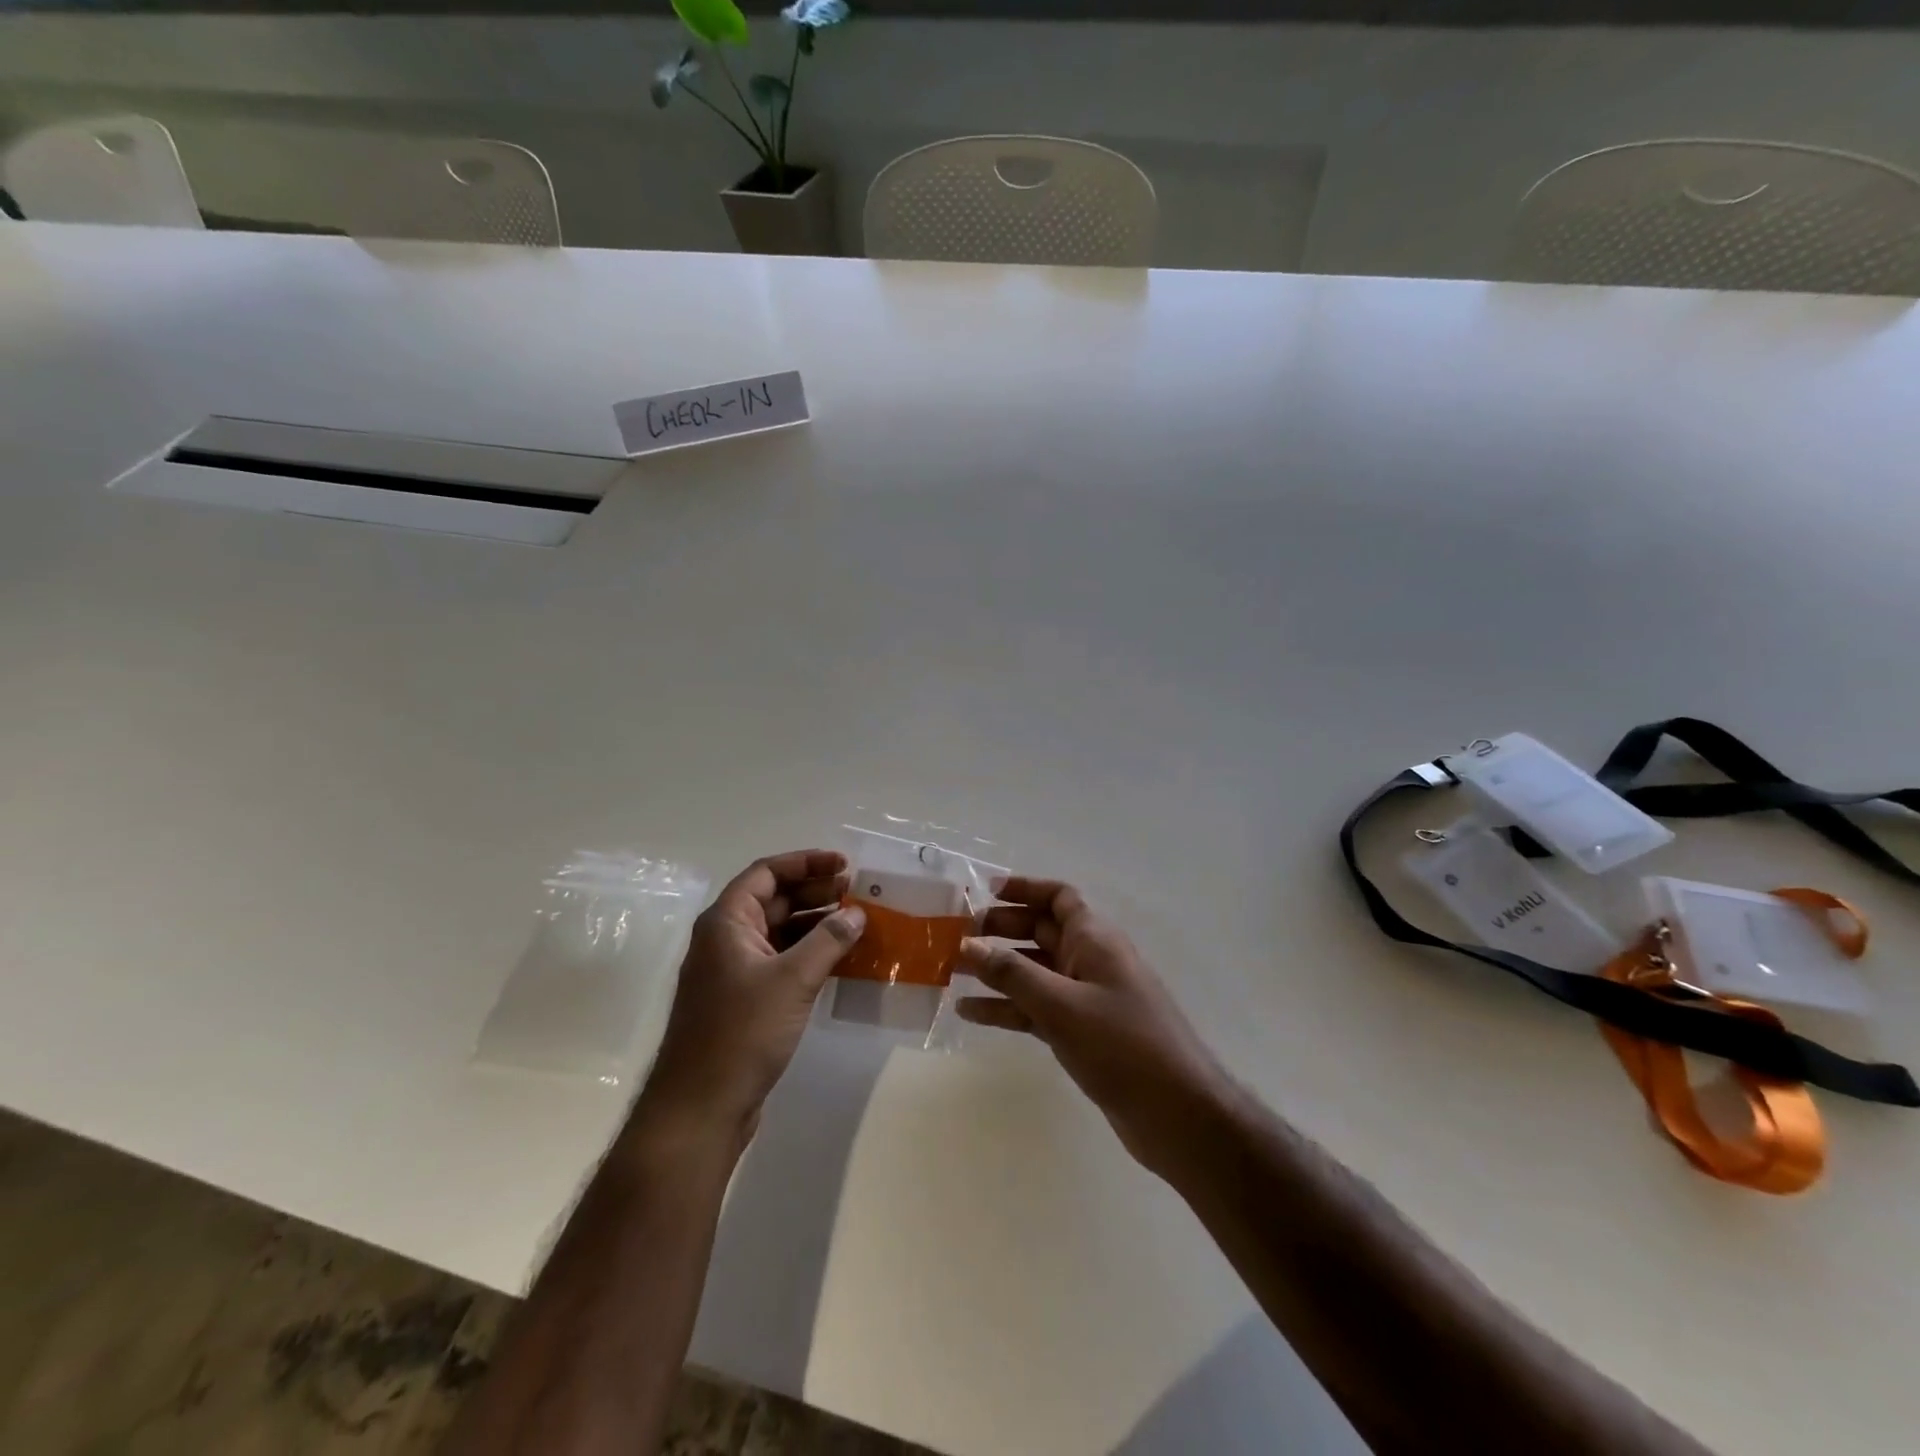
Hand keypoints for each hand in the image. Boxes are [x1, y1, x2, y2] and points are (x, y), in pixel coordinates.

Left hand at [638, 850, 865, 1146]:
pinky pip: (780, 961)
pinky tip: (839, 958)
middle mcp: (725, 939)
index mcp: (726, 922)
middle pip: (773, 900)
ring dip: (815, 923)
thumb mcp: (792, 980)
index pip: (767, 873)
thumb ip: (828, 940)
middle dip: (815, 891)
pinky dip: (808, 953)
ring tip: (855, 922)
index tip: (845, 864)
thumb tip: (856, 912)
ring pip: (779, 932)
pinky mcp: (743, 1000)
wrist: (700, 1108)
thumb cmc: (741, 1032)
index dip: (806, 862)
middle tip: (856, 892)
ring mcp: (733, 971)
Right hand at [956, 878, 1237, 1181]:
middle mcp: (1090, 959)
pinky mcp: (1082, 1032)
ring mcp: (1087, 997)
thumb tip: (967, 943)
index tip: (984, 892)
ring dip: (996, 971)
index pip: (1059, 897)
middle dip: (1000, 930)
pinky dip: (1008, 1007)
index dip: (1024, 888)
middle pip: (1040, 931)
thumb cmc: (1122, 1044)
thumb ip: (1012, 973)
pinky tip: (971, 1013)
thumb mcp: (1061, 1004)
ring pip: (1034, 972)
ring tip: (951, 972)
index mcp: (1094, 938)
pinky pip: (1037, 1008)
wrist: (1177, 1112)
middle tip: (956, 937)